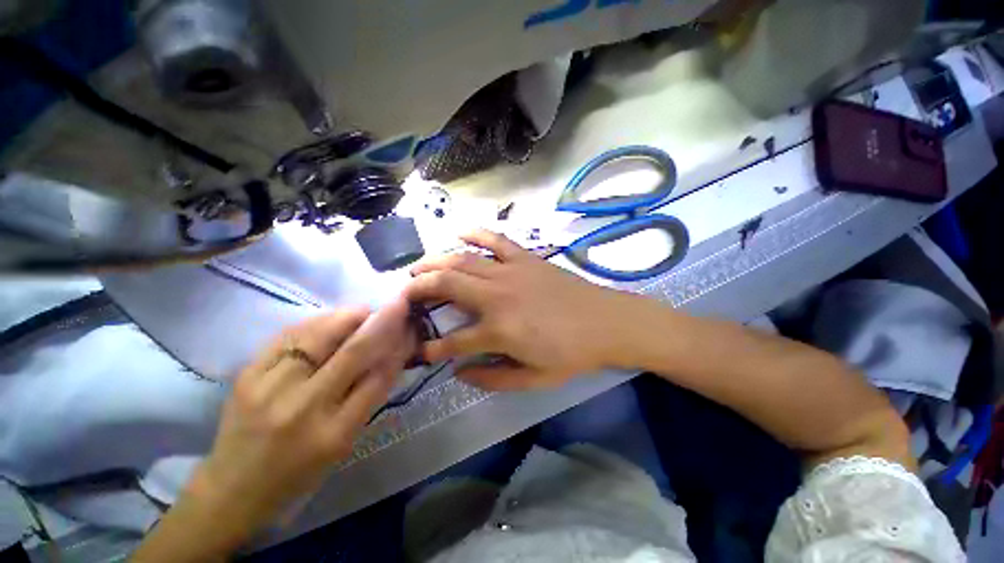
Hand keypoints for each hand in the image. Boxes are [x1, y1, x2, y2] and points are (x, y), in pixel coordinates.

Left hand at [189, 299, 416, 534]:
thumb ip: (369, 397)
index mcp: (334, 433)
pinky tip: (330, 320)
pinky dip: (317, 322)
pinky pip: (290, 335)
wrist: (233, 489)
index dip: (399, 346)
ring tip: (363, 312)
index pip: (379, 376)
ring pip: (320, 334)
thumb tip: (392, 353)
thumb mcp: (345, 444)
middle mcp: (303, 407)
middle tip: (397, 305)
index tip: (411, 328)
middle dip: (382, 321)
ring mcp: (270, 388)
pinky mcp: (247, 374)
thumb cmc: (300, 473)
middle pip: (353, 350)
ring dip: (349, 316)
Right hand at [405, 230, 634, 390]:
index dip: (432, 349)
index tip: (420, 352)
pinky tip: (459, 232)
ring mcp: (510, 271)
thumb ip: (492, 378)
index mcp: (498, 331)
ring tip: (417, 266)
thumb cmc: (572, 354)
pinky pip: (495, 239)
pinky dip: (475, 233)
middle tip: (403, 293)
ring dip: (435, 261)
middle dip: (418, 288)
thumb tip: (459, 373)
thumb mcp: (533, 379)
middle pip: (446, 285)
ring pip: (462, 260)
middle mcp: (497, 296)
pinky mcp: (525, 258)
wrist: (606, 322)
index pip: (453, 342)